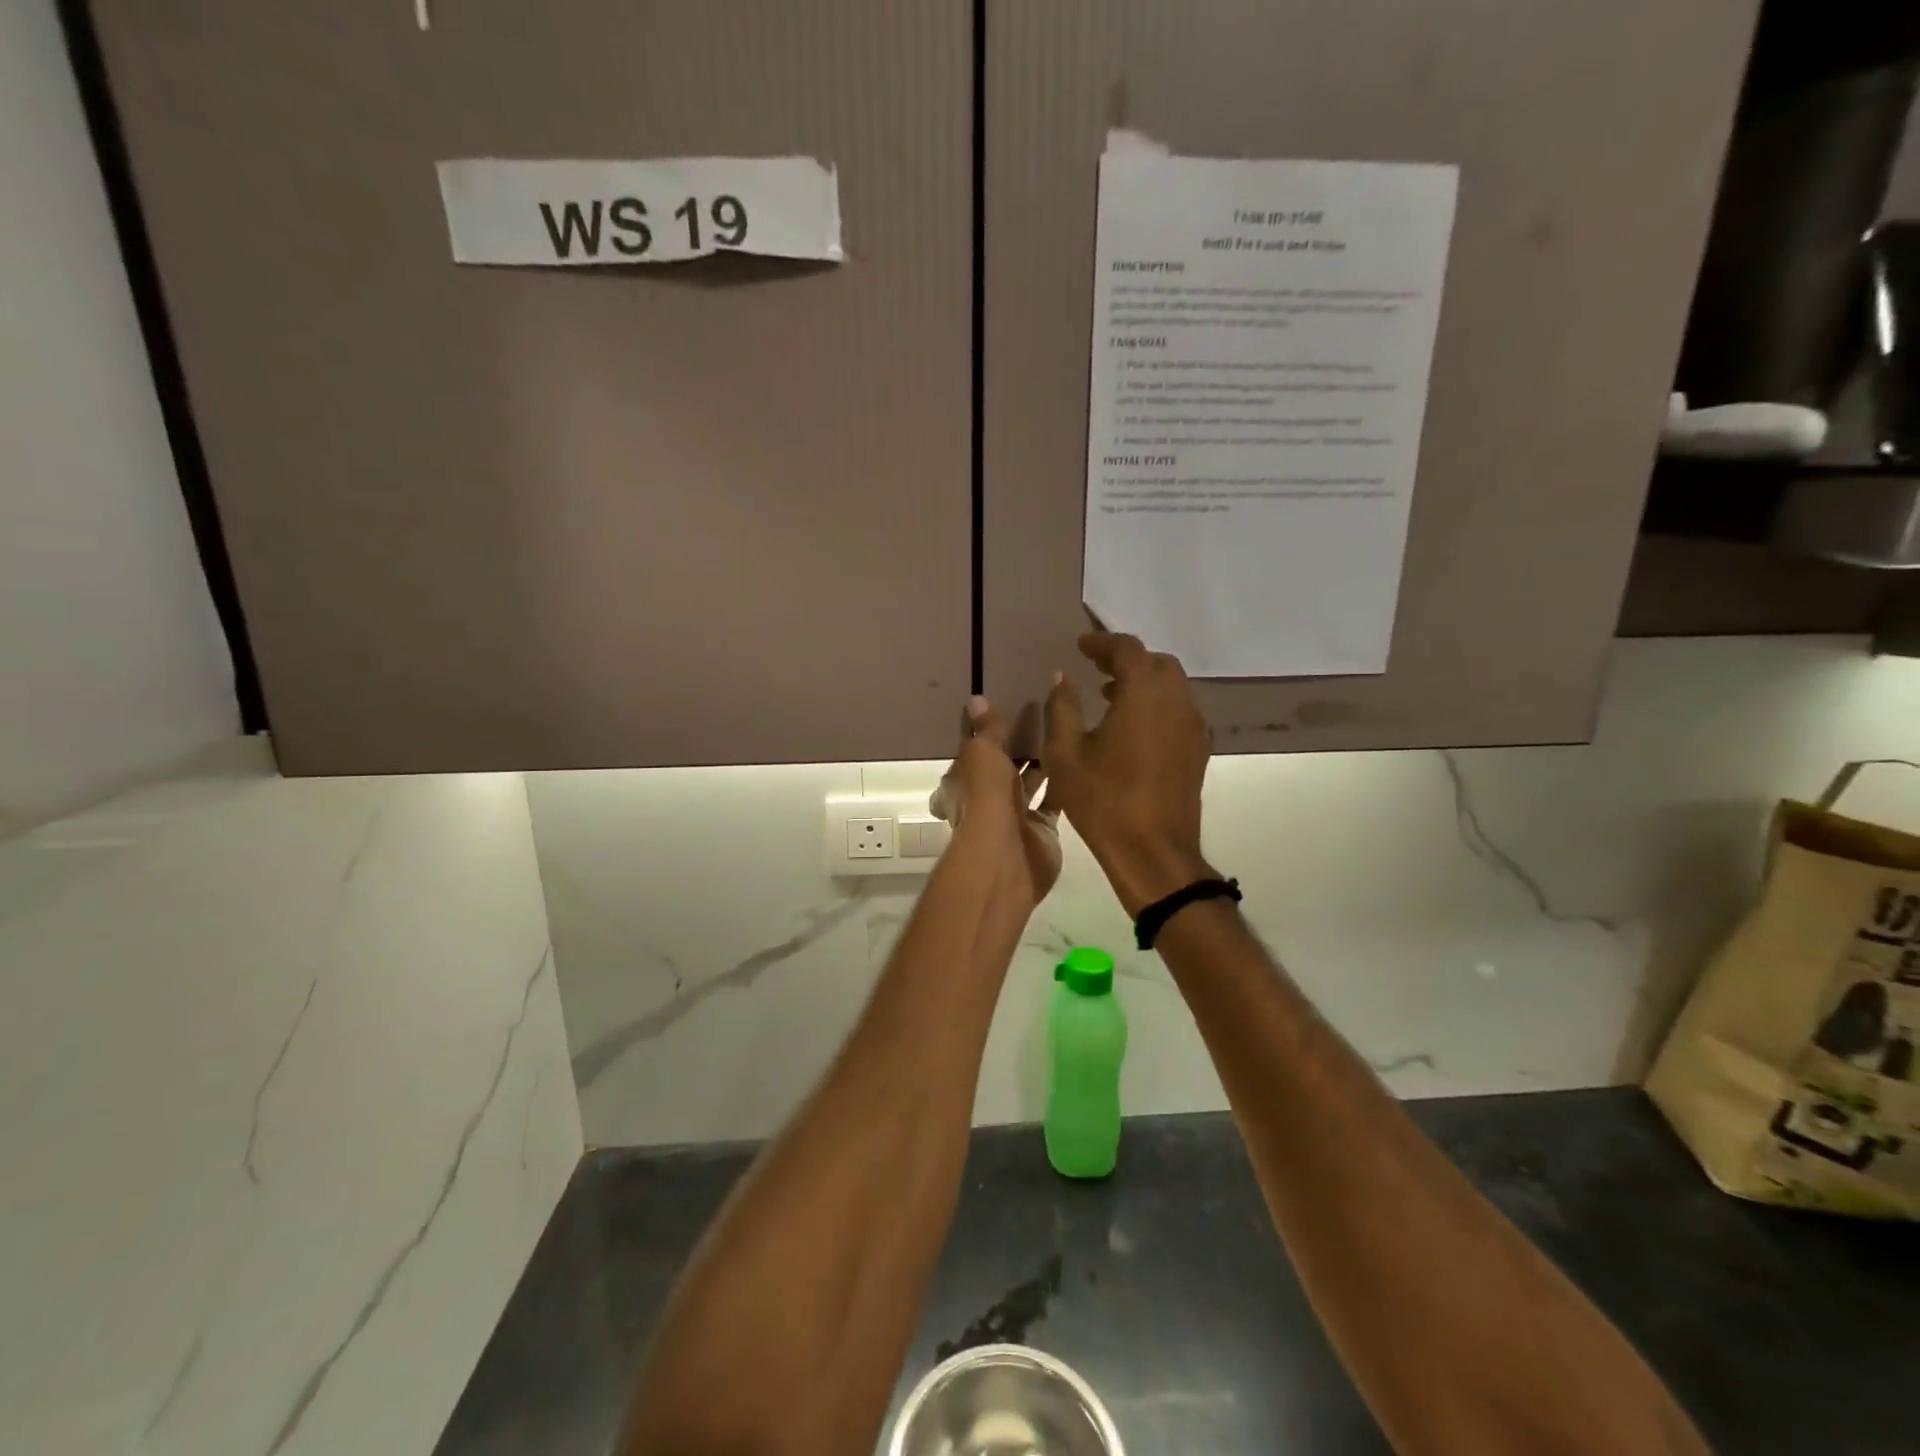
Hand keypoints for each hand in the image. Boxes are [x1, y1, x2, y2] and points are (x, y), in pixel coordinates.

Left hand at [931, 696, 1061, 906]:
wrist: (1006, 856)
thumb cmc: (985, 798)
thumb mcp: (983, 753)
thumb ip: (987, 729)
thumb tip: (976, 700)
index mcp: (963, 781)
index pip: (973, 750)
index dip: (986, 731)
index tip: (1005, 706)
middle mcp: (986, 799)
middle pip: (1002, 767)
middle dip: (1018, 746)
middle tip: (1042, 714)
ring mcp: (1014, 816)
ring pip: (1029, 784)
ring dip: (1042, 763)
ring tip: (1063, 730)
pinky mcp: (1042, 830)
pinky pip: (1053, 802)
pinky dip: (1063, 785)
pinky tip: (1078, 760)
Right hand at [1043, 633, 1213, 916]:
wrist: (1154, 852)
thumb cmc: (1104, 800)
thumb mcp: (1066, 754)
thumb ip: (1062, 708)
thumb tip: (1062, 678)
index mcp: (1144, 693)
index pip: (1127, 649)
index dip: (1102, 643)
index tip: (1081, 646)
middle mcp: (1176, 700)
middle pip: (1156, 662)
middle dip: (1126, 659)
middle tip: (1097, 669)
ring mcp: (1193, 725)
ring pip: (1172, 686)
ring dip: (1143, 682)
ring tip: (1111, 697)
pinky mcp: (1198, 749)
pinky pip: (1179, 710)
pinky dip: (1157, 704)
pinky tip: (1133, 727)